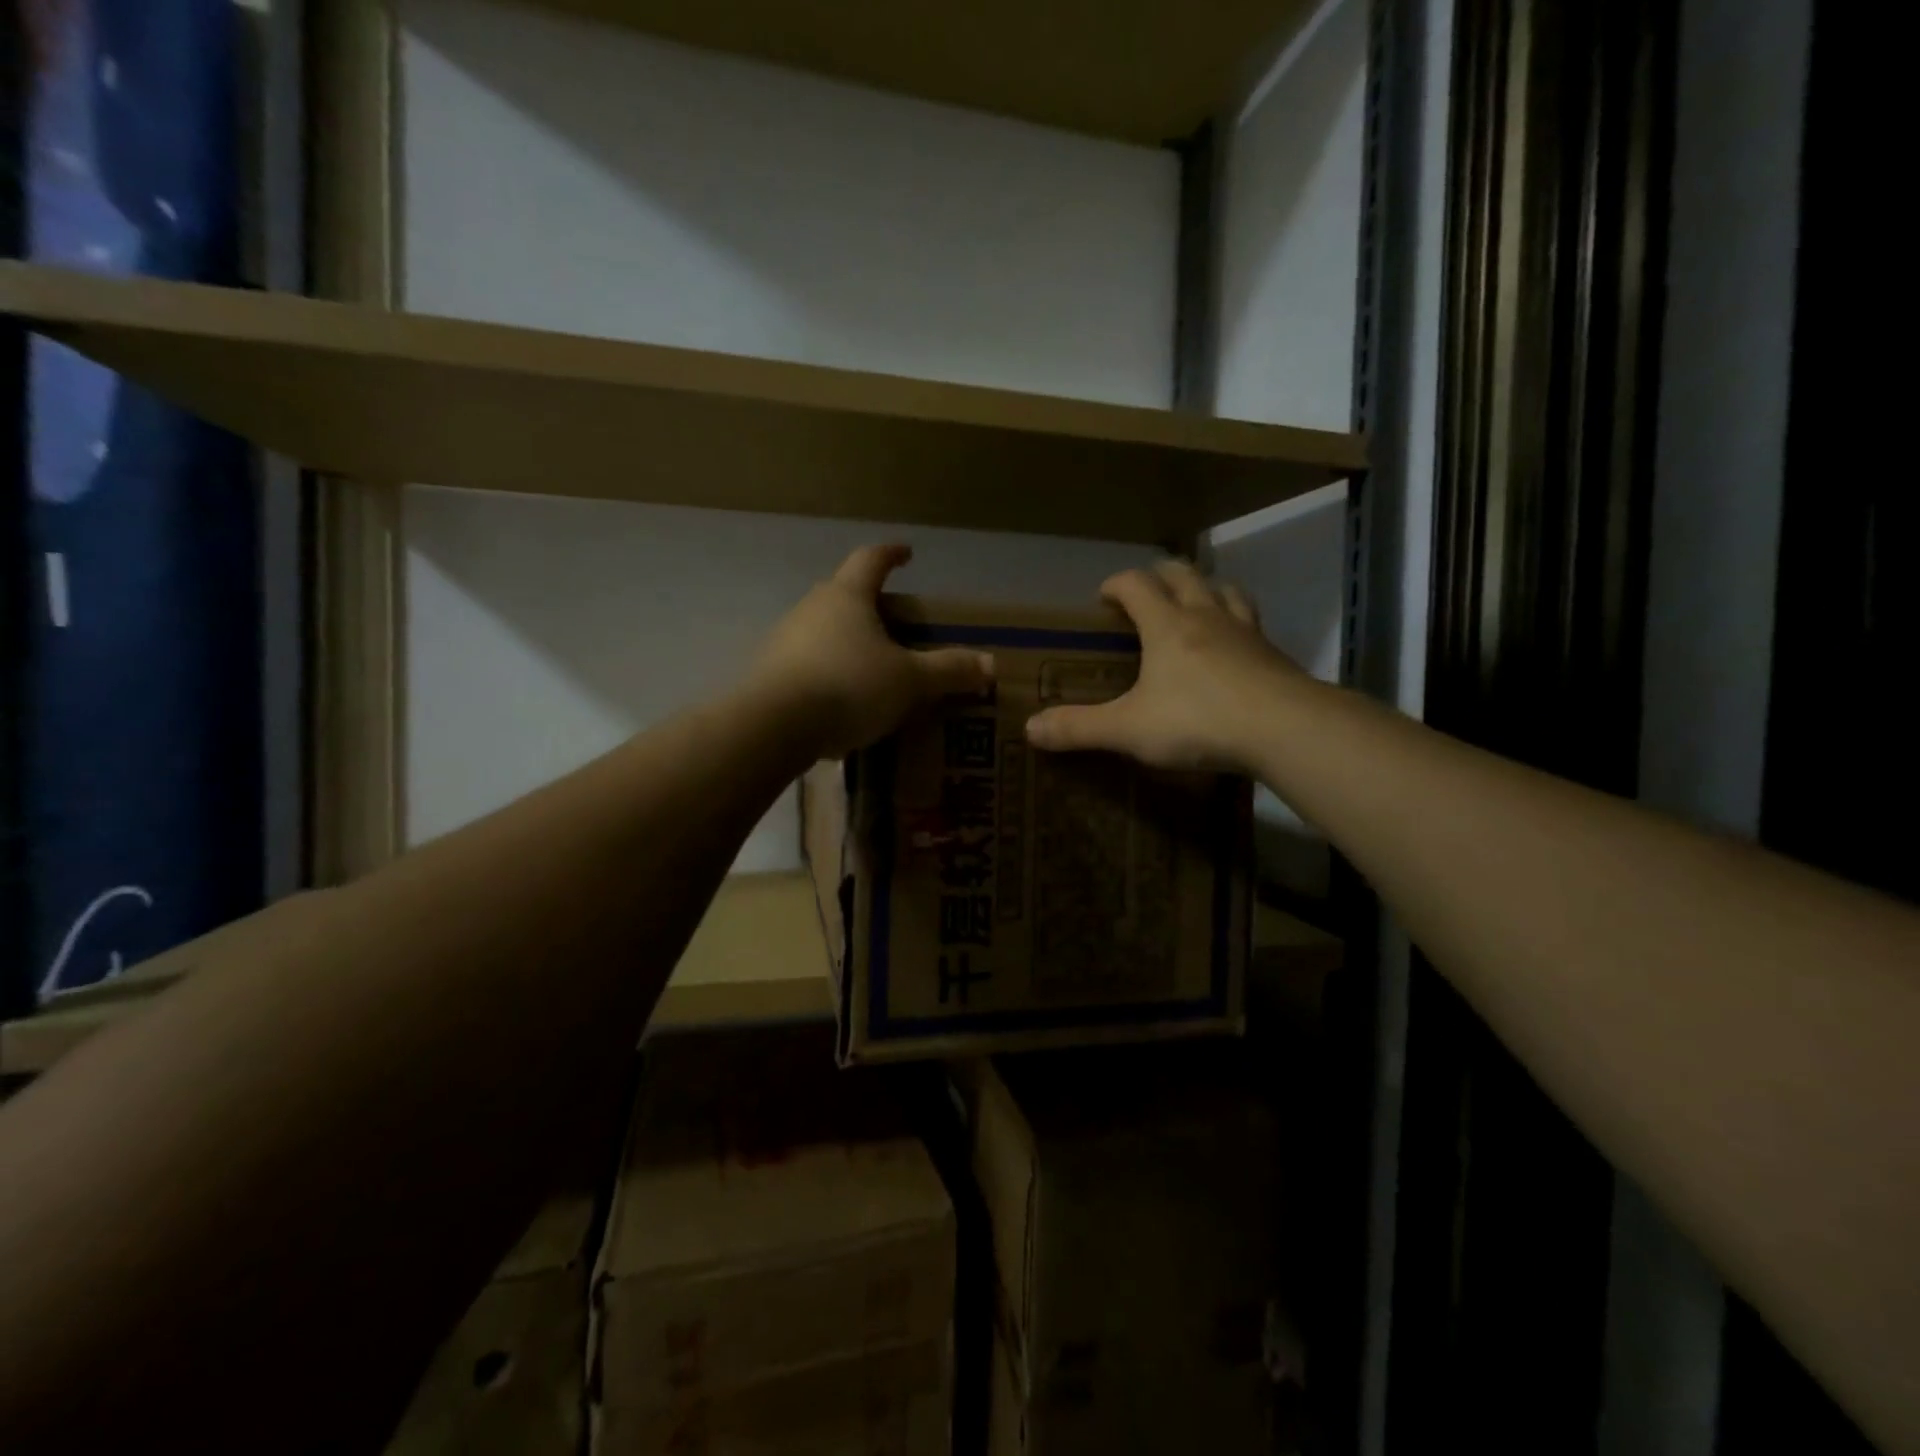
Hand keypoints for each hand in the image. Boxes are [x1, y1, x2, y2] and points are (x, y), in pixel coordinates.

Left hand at [750, 544, 993, 759]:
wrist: (773, 726)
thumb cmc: (849, 686)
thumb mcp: (909, 681)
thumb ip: (948, 671)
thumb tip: (990, 665)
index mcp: (847, 596)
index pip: (871, 559)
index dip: (891, 554)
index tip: (907, 554)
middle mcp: (811, 608)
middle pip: (844, 594)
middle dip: (870, 604)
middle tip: (896, 624)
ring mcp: (785, 640)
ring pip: (823, 630)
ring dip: (847, 641)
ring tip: (872, 667)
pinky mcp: (770, 673)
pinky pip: (808, 663)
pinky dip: (829, 672)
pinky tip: (842, 700)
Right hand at [1025, 561, 1303, 773]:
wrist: (1285, 730)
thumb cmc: (1198, 721)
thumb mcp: (1128, 729)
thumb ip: (1079, 728)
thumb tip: (1030, 729)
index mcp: (1167, 626)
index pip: (1137, 585)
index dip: (1117, 584)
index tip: (1103, 597)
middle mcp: (1206, 617)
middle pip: (1183, 575)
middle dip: (1161, 575)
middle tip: (1146, 591)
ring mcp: (1246, 632)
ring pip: (1225, 591)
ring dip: (1206, 588)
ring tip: (1196, 603)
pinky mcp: (1274, 655)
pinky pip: (1252, 624)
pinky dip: (1237, 622)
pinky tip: (1235, 647)